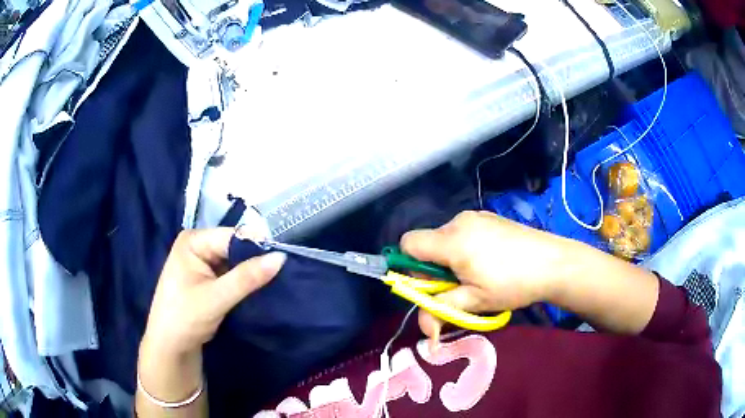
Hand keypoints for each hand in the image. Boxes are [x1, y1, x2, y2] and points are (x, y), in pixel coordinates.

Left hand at [142, 228, 285, 357]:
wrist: (171, 346)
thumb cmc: (185, 317)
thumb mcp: (216, 298)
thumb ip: (247, 278)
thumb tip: (281, 257)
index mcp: (193, 241)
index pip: (232, 236)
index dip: (257, 247)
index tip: (284, 259)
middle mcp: (198, 246)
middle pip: (235, 247)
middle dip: (255, 260)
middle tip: (283, 272)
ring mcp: (202, 262)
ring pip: (235, 262)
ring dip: (252, 272)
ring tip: (276, 280)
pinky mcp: (208, 278)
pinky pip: (232, 273)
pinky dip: (245, 281)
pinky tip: (260, 288)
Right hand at [401, 211, 579, 338]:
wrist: (553, 262)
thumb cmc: (512, 283)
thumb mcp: (474, 302)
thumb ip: (441, 312)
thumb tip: (423, 332)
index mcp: (451, 241)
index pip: (408, 244)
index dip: (410, 266)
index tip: (431, 285)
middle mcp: (459, 222)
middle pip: (427, 243)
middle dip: (434, 268)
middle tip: (458, 287)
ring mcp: (476, 216)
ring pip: (446, 238)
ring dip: (450, 259)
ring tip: (478, 276)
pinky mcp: (489, 217)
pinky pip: (463, 232)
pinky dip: (465, 248)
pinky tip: (490, 262)